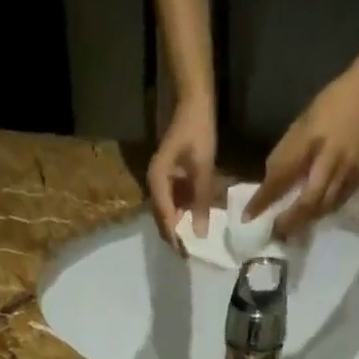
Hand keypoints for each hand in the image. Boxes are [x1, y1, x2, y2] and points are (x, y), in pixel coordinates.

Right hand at [147, 94, 217, 250]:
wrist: (193, 102)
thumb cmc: (198, 130)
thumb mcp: (203, 168)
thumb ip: (201, 202)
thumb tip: (200, 234)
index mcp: (158, 181)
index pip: (164, 218)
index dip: (174, 239)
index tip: (184, 257)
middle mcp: (154, 185)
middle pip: (162, 219)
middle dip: (174, 237)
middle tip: (189, 255)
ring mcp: (160, 182)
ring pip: (168, 213)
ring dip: (179, 227)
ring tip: (193, 244)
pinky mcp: (169, 180)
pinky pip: (174, 203)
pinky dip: (183, 215)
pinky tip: (194, 223)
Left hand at [246, 70, 358, 239]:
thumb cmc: (329, 107)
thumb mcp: (301, 124)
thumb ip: (286, 154)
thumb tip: (268, 186)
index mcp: (312, 139)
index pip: (282, 175)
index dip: (264, 198)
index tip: (248, 217)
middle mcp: (331, 158)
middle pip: (308, 201)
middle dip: (288, 221)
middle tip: (273, 233)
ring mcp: (348, 171)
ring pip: (322, 208)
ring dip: (304, 222)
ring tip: (289, 231)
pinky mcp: (358, 179)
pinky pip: (336, 205)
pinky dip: (321, 215)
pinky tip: (310, 219)